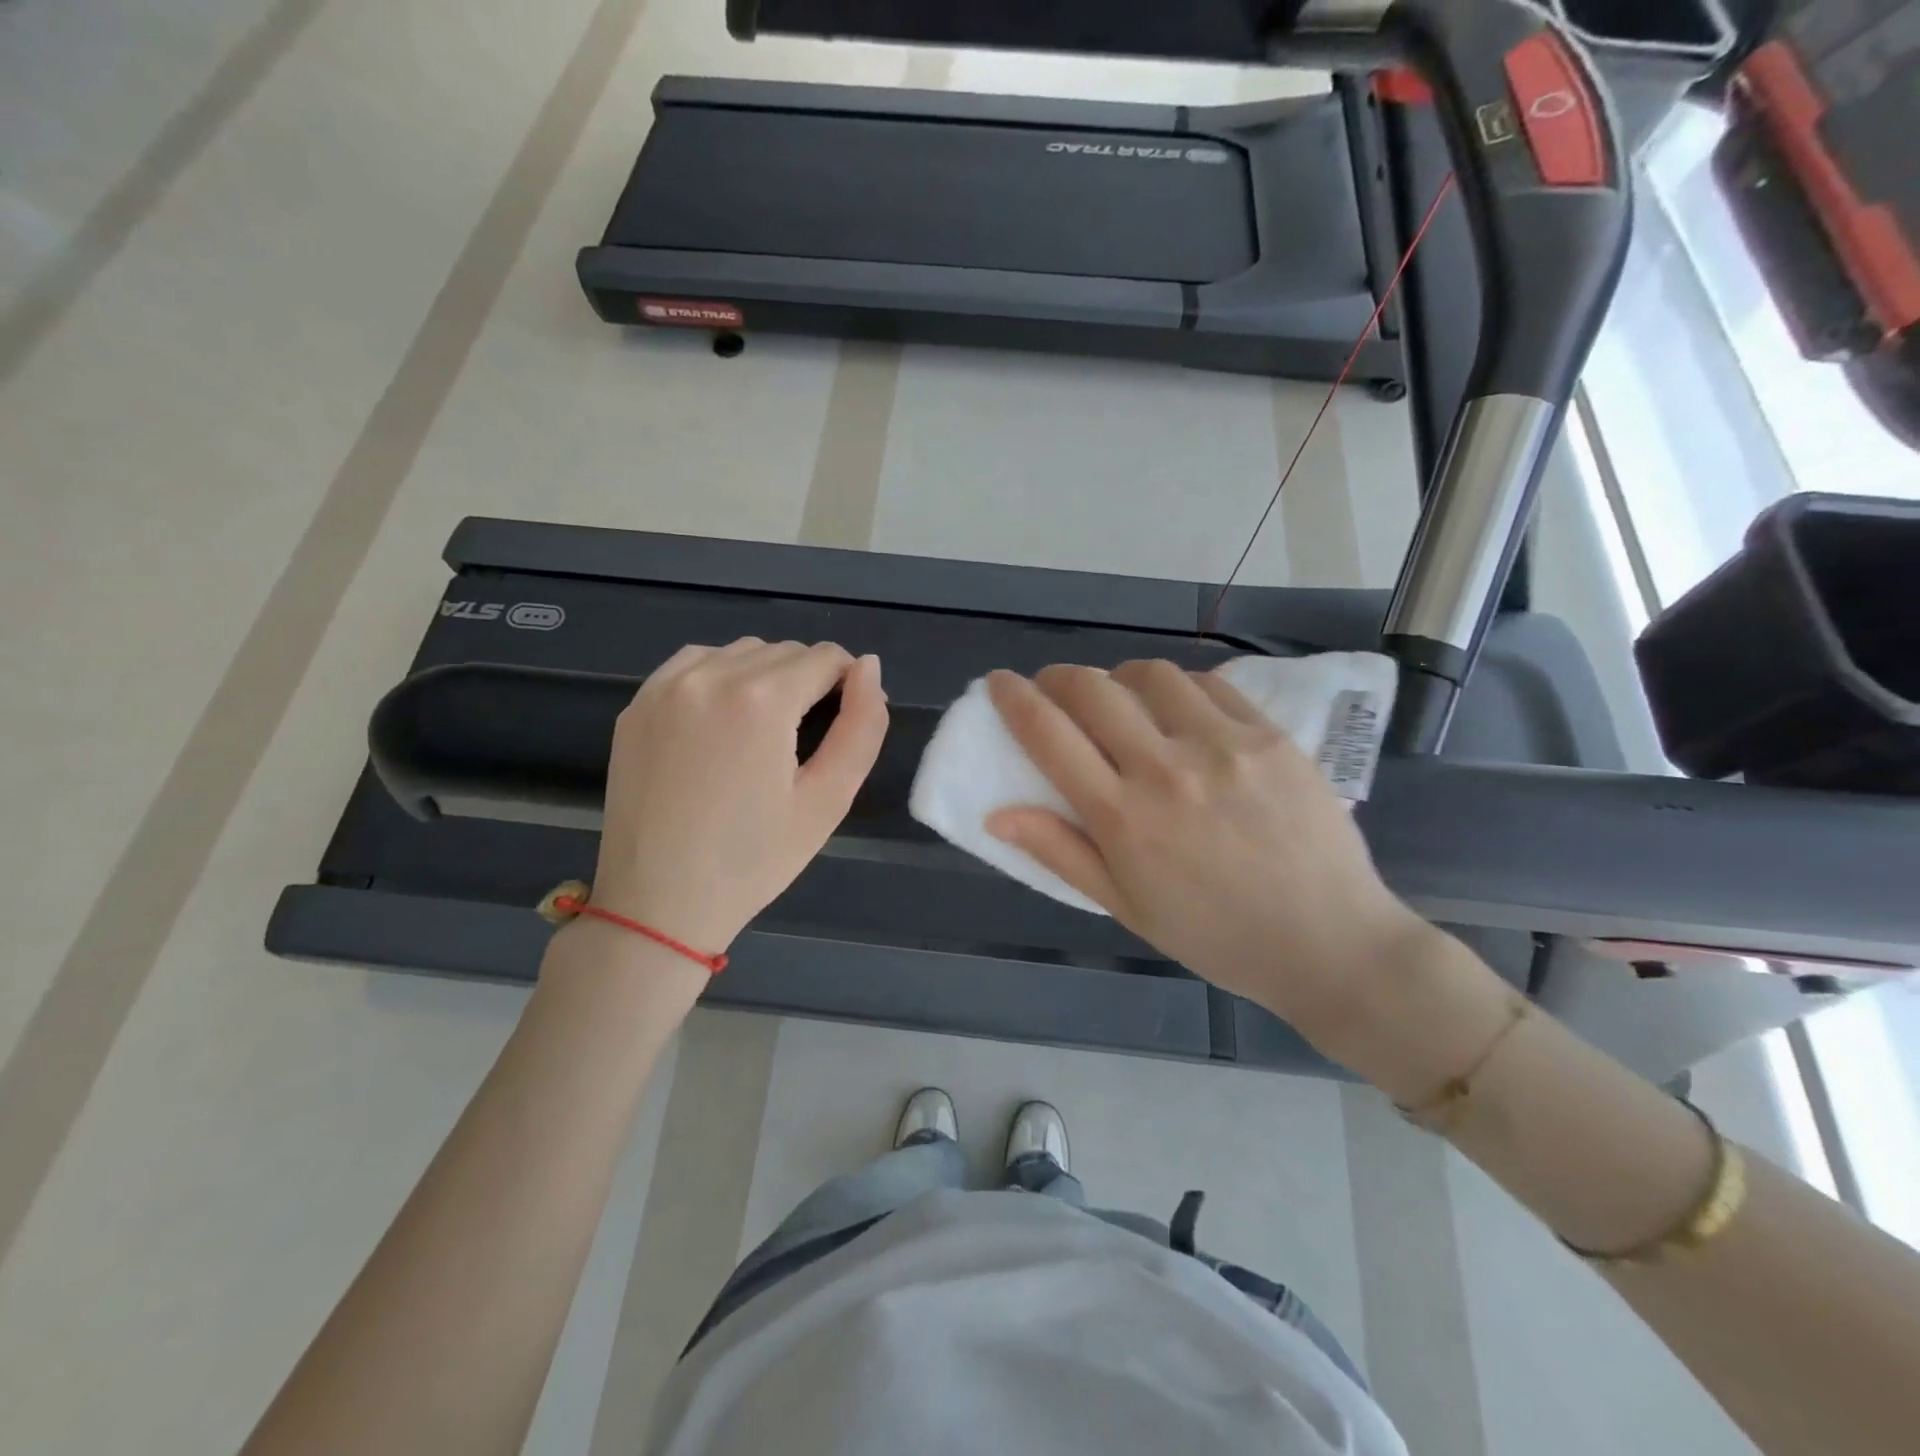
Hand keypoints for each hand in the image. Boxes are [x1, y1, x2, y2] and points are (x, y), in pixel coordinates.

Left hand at [589, 639, 887, 954]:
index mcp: (761, 700)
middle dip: (809, 680)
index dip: (848, 683)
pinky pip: (695, 662)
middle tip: (806, 738)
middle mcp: (710, 676)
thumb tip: (870, 667)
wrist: (658, 903)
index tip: (845, 720)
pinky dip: (720, 675)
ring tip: (764, 730)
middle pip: (784, 651)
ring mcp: (666, 687)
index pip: (825, 657)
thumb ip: (862, 726)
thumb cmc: (754, 859)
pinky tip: (722, 719)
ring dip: (765, 675)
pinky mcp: (637, 704)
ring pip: (740, 652)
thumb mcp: (828, 799)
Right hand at [986, 661, 1438, 1047]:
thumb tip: (998, 814)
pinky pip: (1209, 685)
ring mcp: (1222, 745)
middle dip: (1058, 678)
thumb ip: (1060, 852)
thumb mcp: (1125, 907)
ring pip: (1150, 675)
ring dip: (1119, 678)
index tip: (999, 683)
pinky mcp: (1268, 736)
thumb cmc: (1214, 935)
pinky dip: (1178, 687)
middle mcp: (1165, 769)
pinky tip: (1180, 711)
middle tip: (1054, 690)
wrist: (1328, 942)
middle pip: (1091, 688)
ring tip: (1122, 699)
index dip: (1013, 698)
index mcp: (1122, 818)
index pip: (1048, 734)